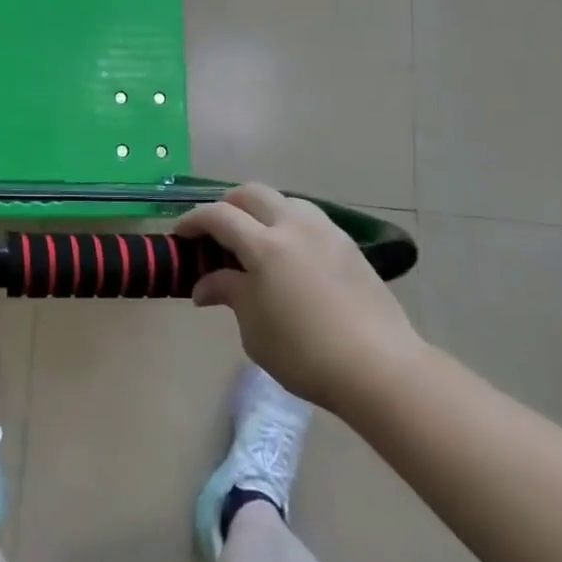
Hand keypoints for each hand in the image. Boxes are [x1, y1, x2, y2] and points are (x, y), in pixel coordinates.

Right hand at [177, 183, 425, 413]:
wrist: (379, 368)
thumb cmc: (304, 353)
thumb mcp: (254, 328)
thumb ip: (229, 294)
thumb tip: (204, 286)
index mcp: (265, 245)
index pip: (219, 216)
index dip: (194, 221)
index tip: (181, 235)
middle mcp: (294, 226)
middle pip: (251, 193)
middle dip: (227, 206)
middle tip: (216, 233)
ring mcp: (326, 232)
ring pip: (284, 200)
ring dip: (261, 211)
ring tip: (255, 241)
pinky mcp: (348, 246)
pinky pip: (309, 219)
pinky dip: (288, 224)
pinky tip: (289, 255)